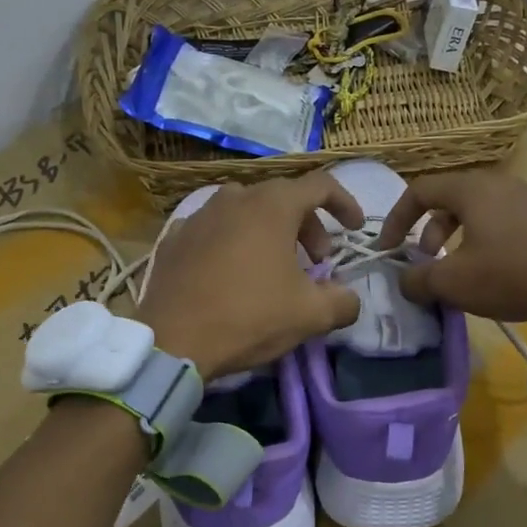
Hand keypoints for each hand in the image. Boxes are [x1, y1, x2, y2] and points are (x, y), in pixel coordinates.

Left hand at [136, 173, 362, 379]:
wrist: (172, 340)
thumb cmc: (249, 317)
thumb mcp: (310, 315)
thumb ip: (343, 302)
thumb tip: (349, 299)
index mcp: (272, 206)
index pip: (321, 186)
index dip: (345, 204)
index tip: (354, 229)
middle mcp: (234, 198)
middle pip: (283, 198)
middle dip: (309, 226)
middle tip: (317, 262)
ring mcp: (199, 215)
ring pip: (247, 212)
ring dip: (271, 233)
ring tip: (275, 267)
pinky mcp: (175, 238)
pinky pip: (216, 230)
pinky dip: (235, 243)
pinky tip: (233, 274)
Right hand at [376, 170, 526, 322]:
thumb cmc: (514, 274)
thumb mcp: (455, 283)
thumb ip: (418, 281)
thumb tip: (404, 281)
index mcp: (472, 189)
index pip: (419, 190)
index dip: (395, 219)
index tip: (387, 250)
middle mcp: (497, 184)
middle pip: (447, 199)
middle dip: (426, 231)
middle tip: (424, 262)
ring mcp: (524, 198)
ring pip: (473, 212)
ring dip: (453, 239)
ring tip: (454, 271)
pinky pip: (497, 222)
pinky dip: (479, 242)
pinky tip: (489, 273)